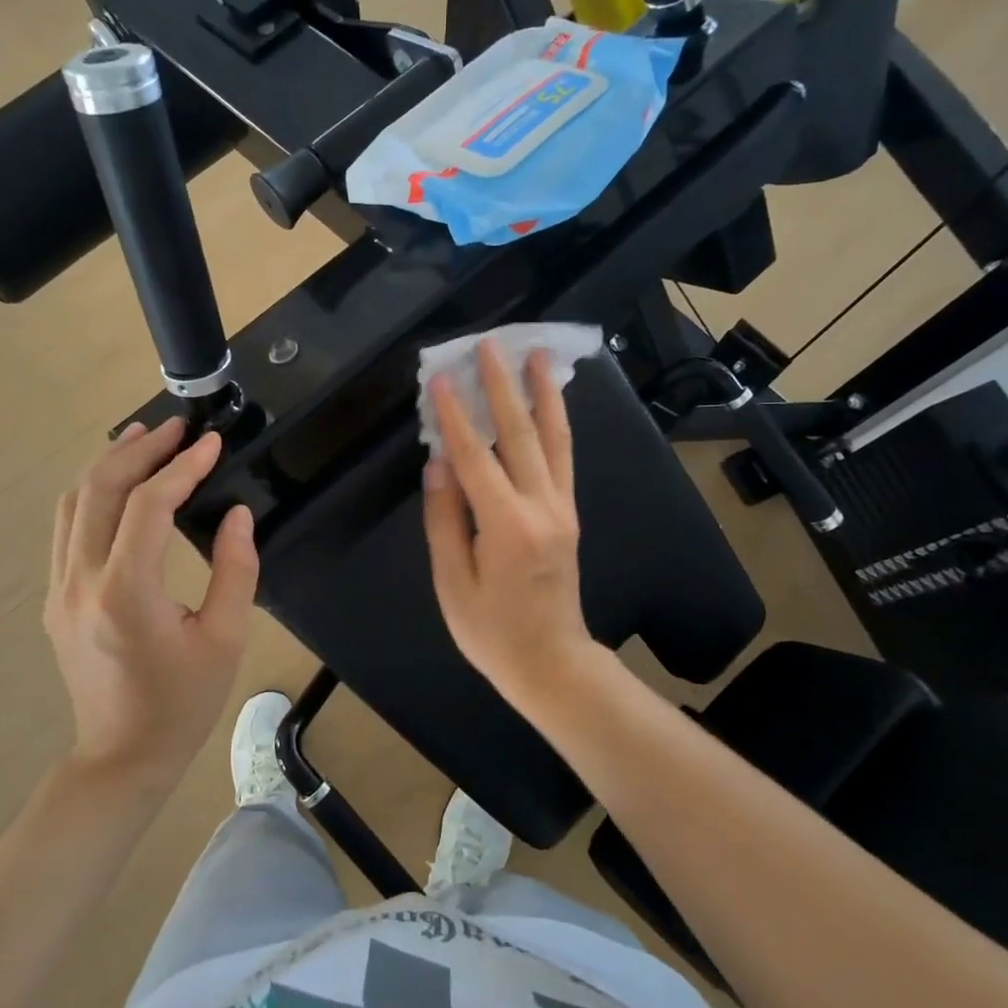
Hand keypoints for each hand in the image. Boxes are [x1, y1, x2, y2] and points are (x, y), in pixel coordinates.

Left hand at [45, 419, 259, 779]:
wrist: (121, 757)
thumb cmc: (182, 704)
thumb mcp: (225, 640)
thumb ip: (236, 570)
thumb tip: (237, 514)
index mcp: (126, 594)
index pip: (148, 507)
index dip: (181, 468)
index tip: (212, 445)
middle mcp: (81, 582)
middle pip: (99, 490)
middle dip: (139, 450)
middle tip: (176, 428)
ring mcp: (59, 589)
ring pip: (73, 503)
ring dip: (108, 463)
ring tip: (143, 437)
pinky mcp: (55, 597)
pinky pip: (67, 527)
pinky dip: (93, 492)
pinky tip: (117, 482)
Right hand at [422, 342, 598, 711]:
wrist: (552, 662)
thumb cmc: (492, 632)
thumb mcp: (453, 584)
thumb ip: (445, 520)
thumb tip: (439, 464)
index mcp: (507, 527)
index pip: (475, 459)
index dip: (456, 417)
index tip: (443, 379)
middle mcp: (542, 507)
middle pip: (519, 434)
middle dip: (502, 386)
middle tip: (490, 345)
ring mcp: (562, 507)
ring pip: (553, 438)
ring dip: (541, 392)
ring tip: (535, 354)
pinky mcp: (569, 513)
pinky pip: (564, 457)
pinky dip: (557, 423)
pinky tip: (550, 400)